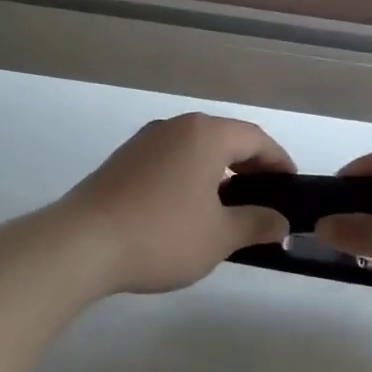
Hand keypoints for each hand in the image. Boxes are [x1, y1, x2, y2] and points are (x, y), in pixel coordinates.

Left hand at [59, 114, 294, 294]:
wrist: (81, 245)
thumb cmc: (162, 234)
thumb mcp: (219, 236)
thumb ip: (256, 224)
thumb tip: (281, 222)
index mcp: (205, 135)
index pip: (255, 138)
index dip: (279, 161)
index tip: (291, 186)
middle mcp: (175, 127)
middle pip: (224, 139)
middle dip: (249, 166)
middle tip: (265, 198)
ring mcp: (144, 141)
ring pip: (195, 149)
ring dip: (218, 172)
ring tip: (229, 206)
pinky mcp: (122, 161)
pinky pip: (170, 160)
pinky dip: (190, 176)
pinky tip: (188, 208)